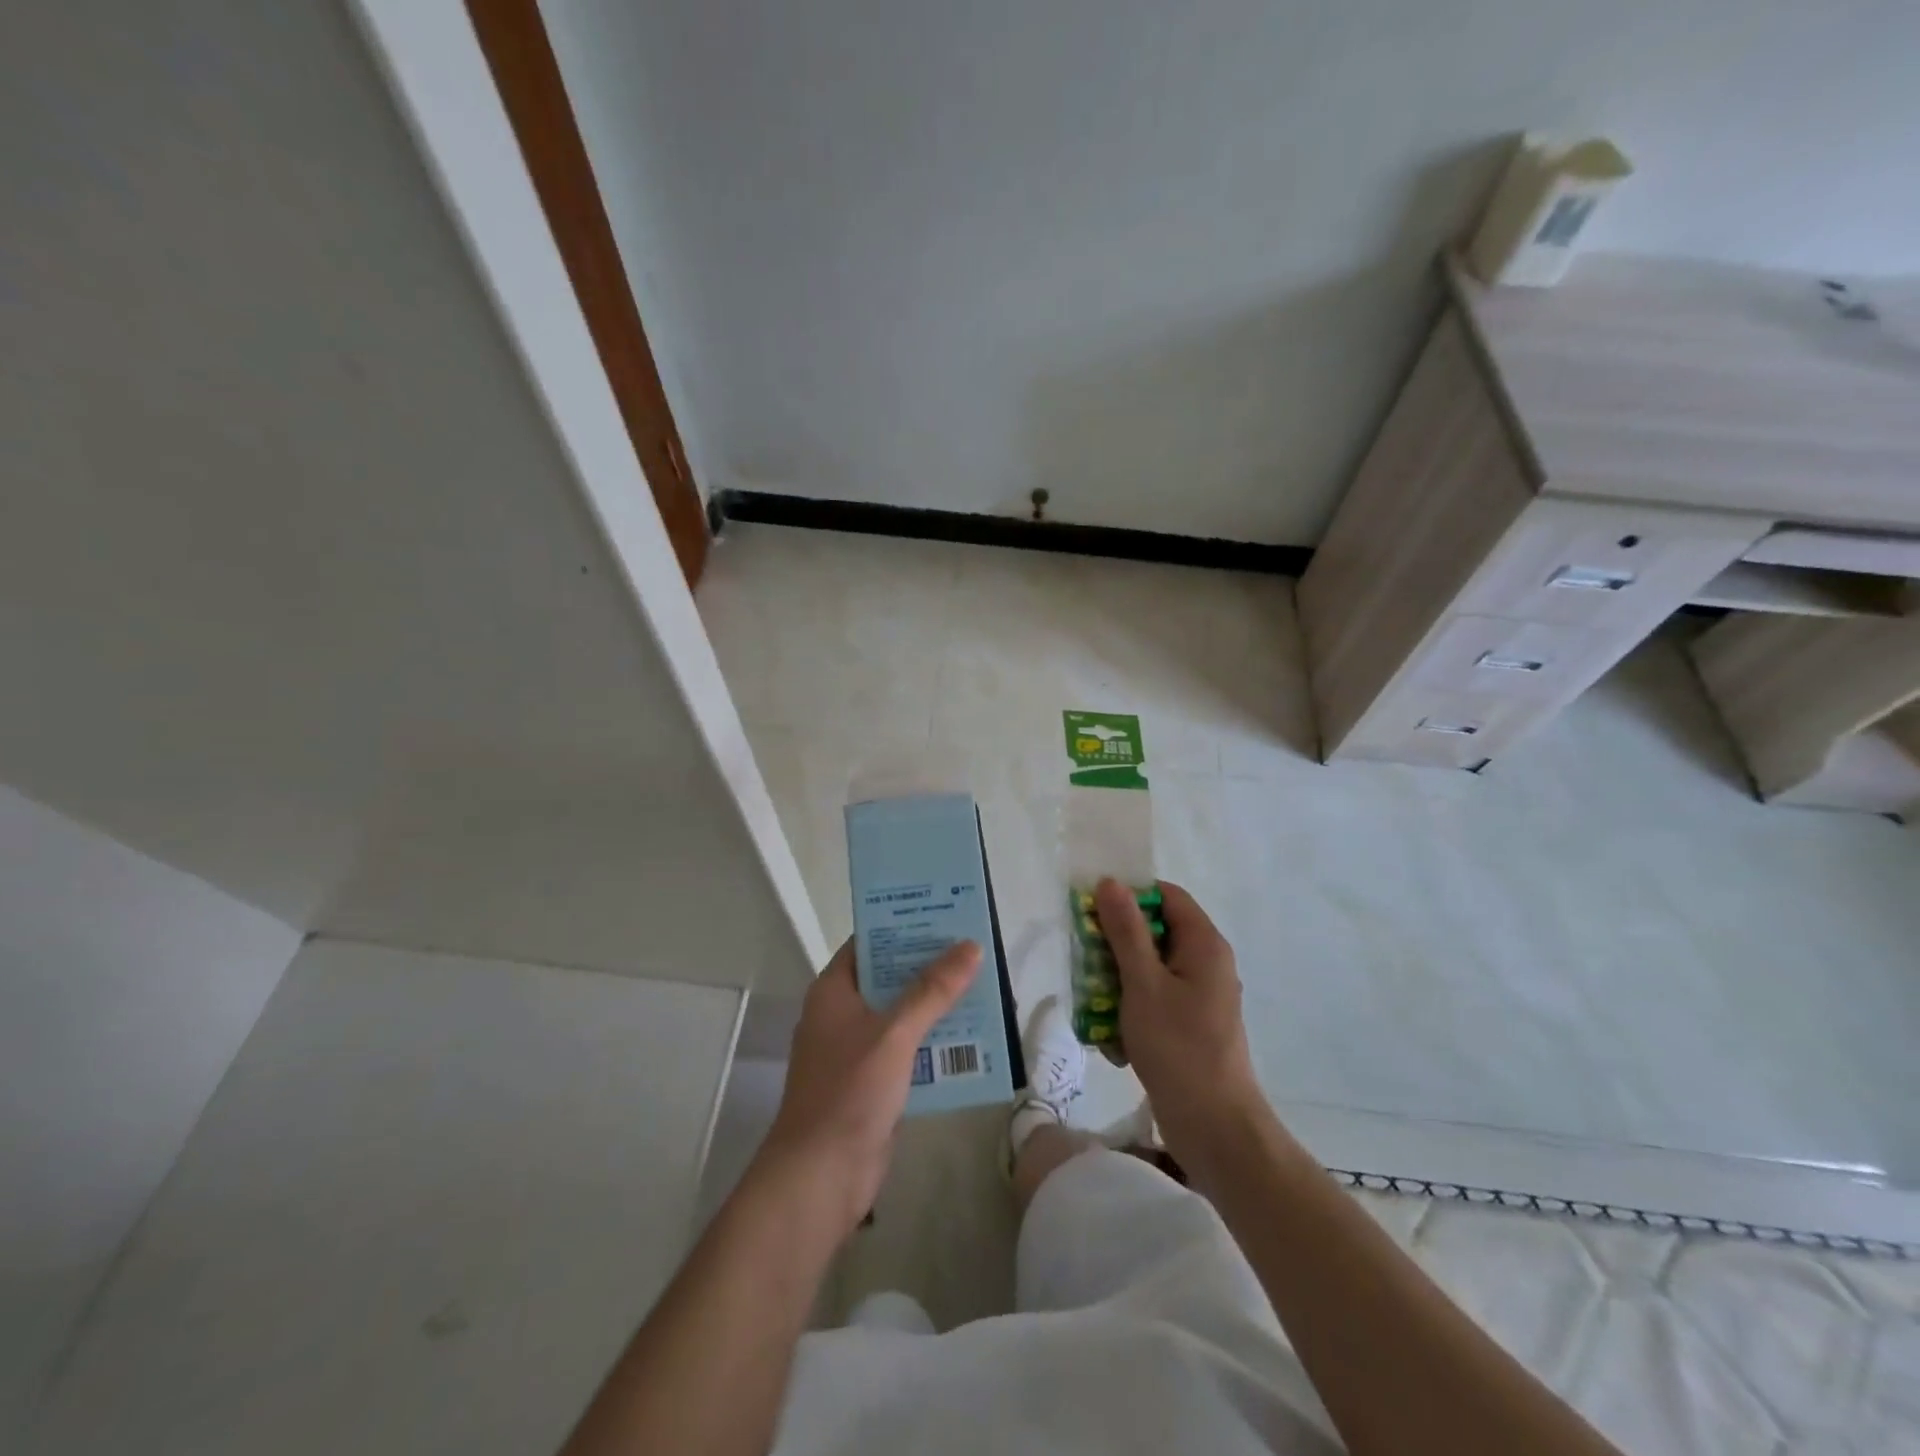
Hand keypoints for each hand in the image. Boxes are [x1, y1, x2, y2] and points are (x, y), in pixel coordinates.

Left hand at [757, 937, 980, 1238]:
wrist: (821, 1176)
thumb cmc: (849, 1091)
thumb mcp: (894, 1033)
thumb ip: (933, 990)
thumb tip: (970, 947)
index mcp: (834, 991)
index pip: (869, 942)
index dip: (902, 926)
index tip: (942, 913)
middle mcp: (843, 1014)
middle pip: (890, 977)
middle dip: (929, 966)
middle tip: (974, 948)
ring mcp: (858, 1050)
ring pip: (903, 1015)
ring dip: (937, 1005)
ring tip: (983, 986)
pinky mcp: (874, 1082)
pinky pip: (909, 1050)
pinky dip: (935, 1042)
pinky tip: (973, 1038)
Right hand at [1095, 879, 1263, 1163]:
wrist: (1214, 1127)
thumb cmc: (1178, 1047)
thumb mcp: (1143, 983)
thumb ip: (1126, 931)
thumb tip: (1111, 882)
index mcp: (1204, 944)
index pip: (1166, 896)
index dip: (1130, 896)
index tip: (1092, 911)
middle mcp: (1206, 963)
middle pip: (1155, 932)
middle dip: (1116, 943)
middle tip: (1084, 958)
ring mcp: (1199, 997)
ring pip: (1150, 969)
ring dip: (1118, 981)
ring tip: (1093, 1003)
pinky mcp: (1190, 1026)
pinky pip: (1155, 1001)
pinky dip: (1131, 1011)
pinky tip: (1112, 1039)